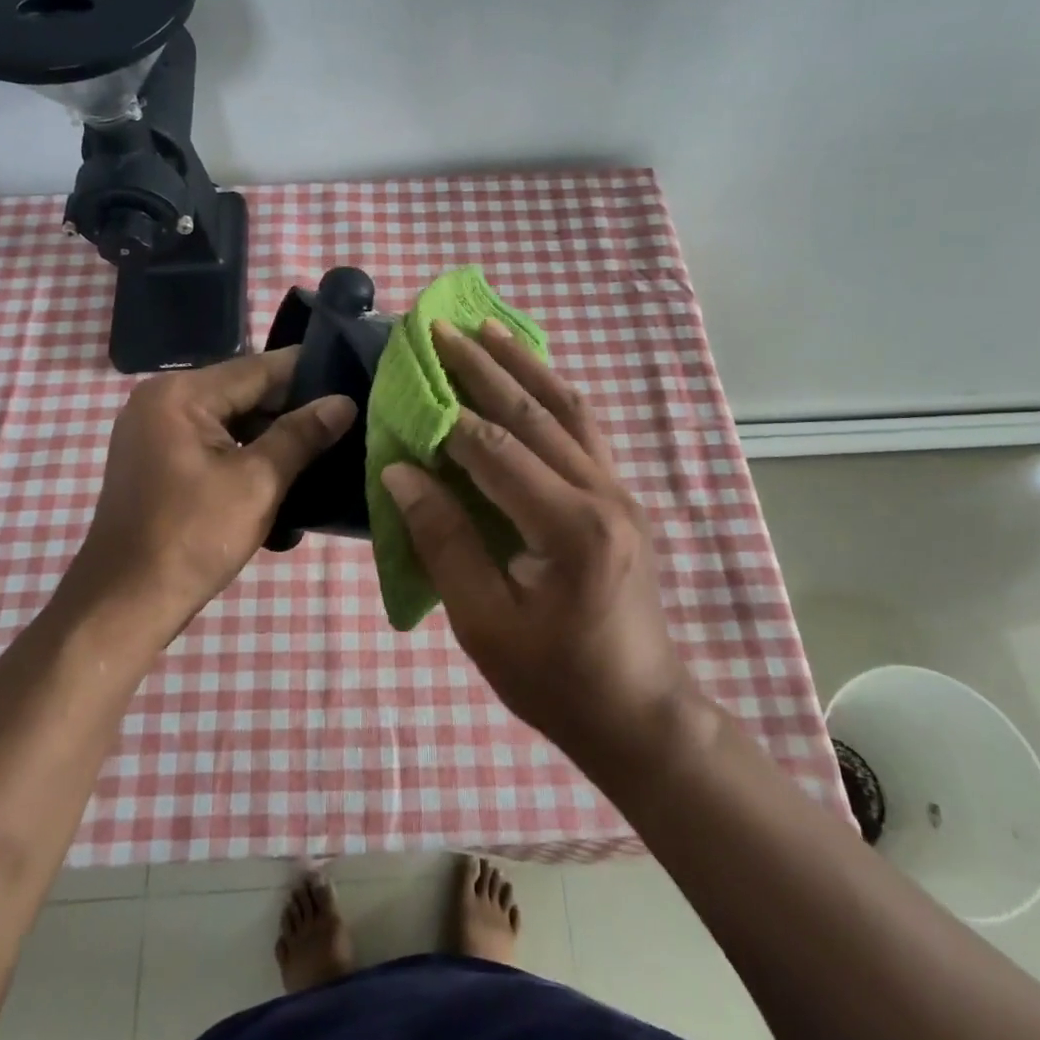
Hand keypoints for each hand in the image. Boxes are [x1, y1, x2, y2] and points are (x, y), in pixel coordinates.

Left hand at [65, 349, 355, 658]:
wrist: (124, 604)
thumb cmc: (192, 537)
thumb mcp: (258, 482)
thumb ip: (301, 435)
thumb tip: (344, 403)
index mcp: (180, 394)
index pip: (260, 369)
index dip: (310, 375)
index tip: (354, 381)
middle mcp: (162, 400)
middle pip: (245, 394)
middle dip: (293, 413)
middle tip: (345, 424)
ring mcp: (155, 432)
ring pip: (232, 422)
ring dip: (272, 440)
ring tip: (323, 452)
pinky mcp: (157, 461)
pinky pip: (213, 445)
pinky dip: (246, 457)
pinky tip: (283, 477)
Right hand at [381, 321, 691, 766]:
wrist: (637, 712)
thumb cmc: (552, 678)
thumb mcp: (483, 622)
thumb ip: (444, 540)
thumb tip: (402, 473)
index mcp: (571, 530)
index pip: (497, 452)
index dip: (447, 416)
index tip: (409, 380)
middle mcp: (604, 495)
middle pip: (535, 414)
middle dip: (483, 367)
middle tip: (441, 328)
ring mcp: (620, 492)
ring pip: (569, 410)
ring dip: (525, 366)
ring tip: (488, 328)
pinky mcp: (622, 498)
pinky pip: (585, 430)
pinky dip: (552, 394)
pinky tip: (530, 377)